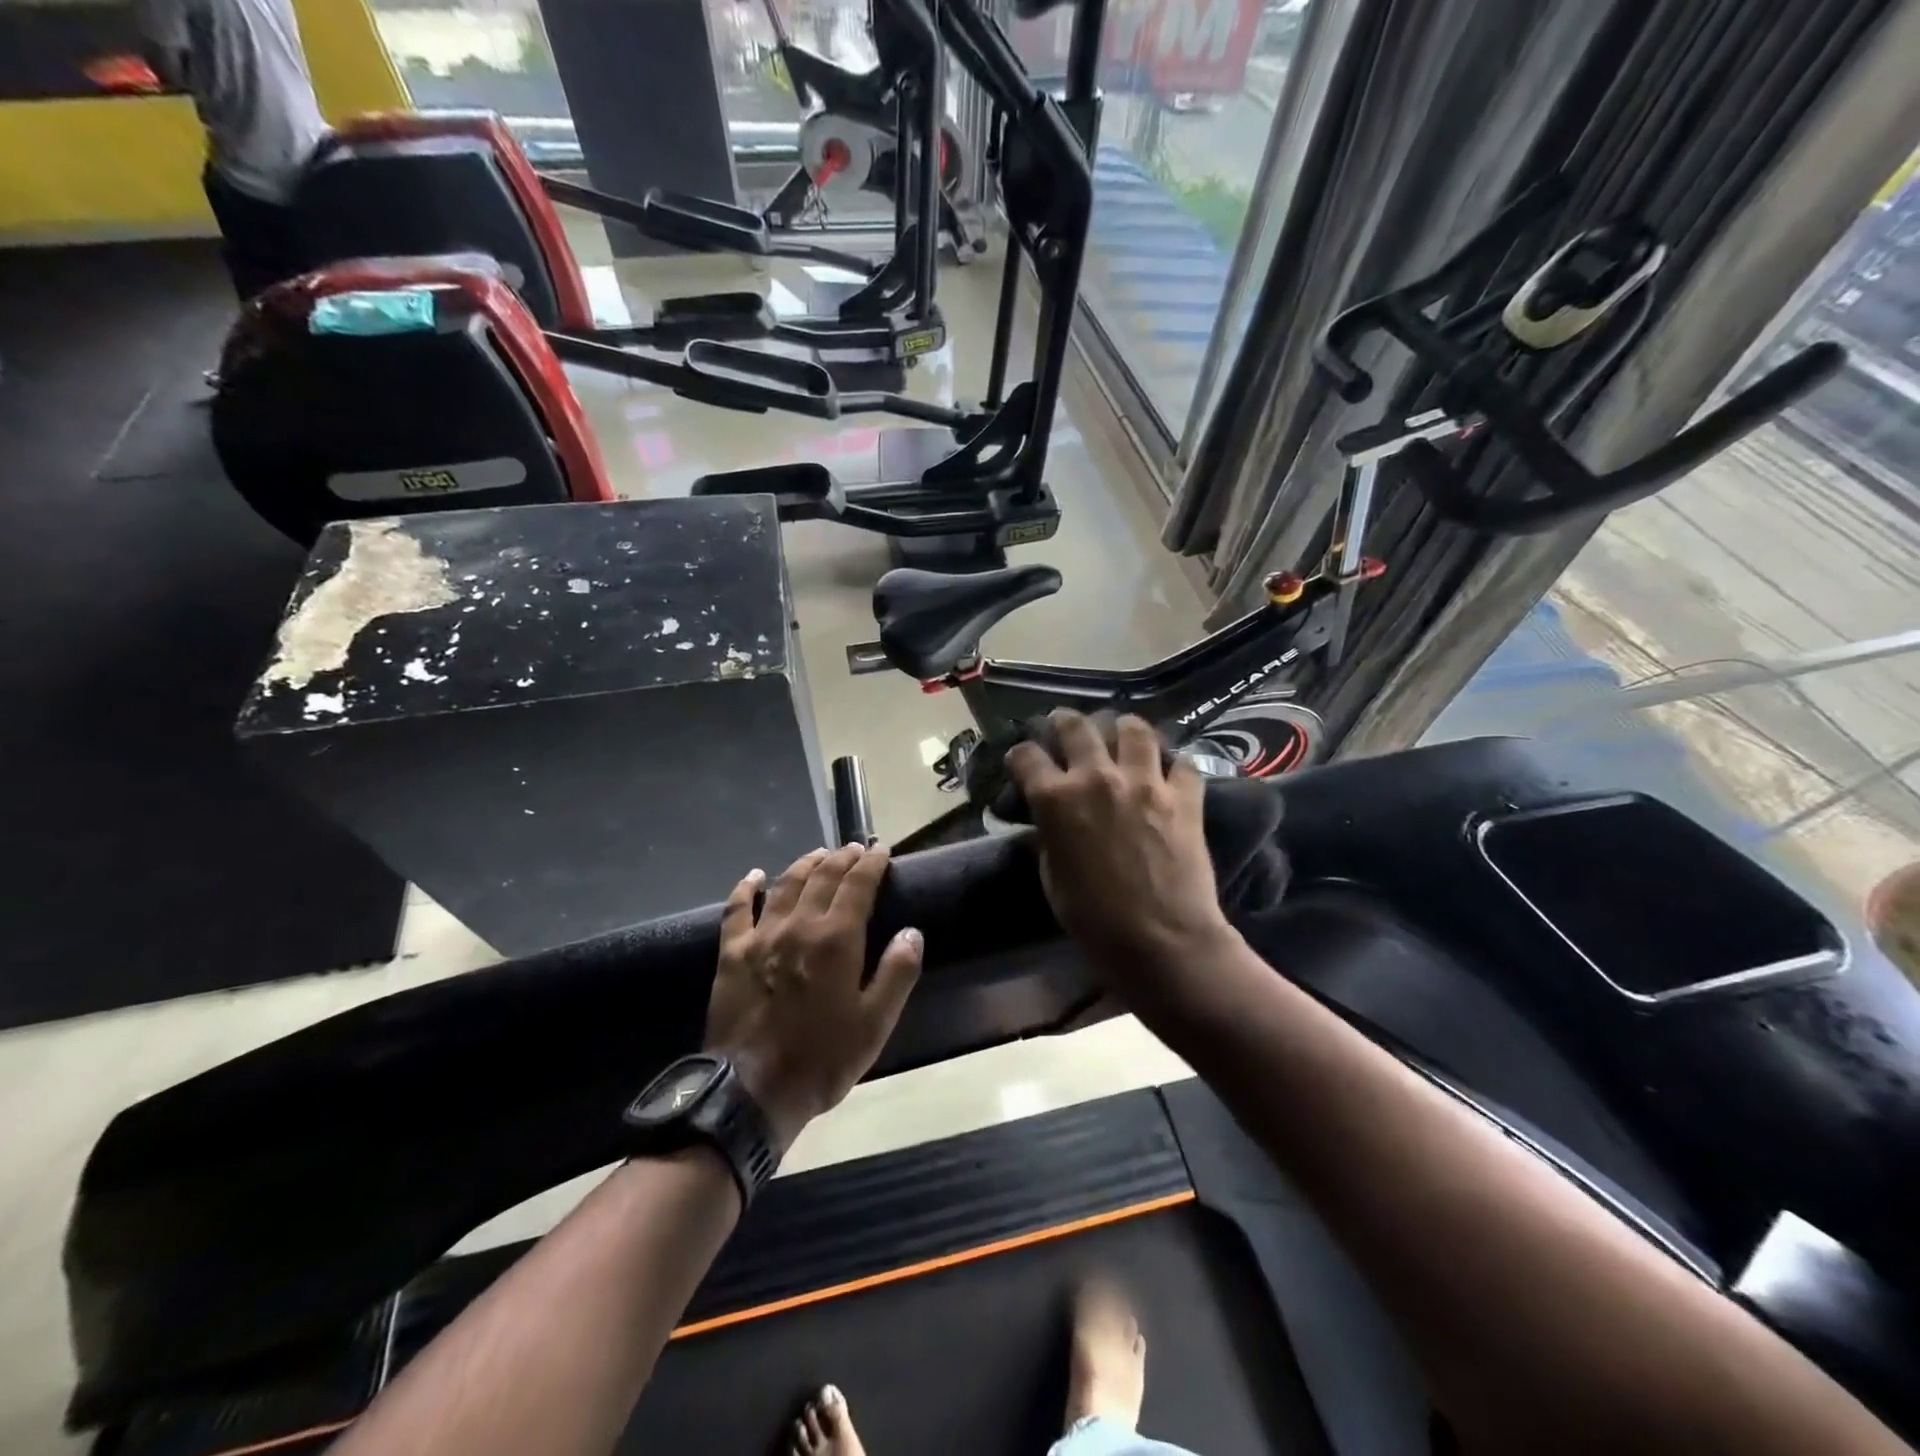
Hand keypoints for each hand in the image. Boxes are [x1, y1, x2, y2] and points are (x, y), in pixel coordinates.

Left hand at [705, 844, 922, 1154]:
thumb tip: (911, 932)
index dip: (872, 863)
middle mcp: (799, 925)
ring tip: (819, 854)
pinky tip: (755, 875)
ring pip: (785, 884)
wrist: (751, 1092)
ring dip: (805, 864)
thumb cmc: (822, 1059)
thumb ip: (897, 973)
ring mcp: (761, 936)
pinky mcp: (731, 953)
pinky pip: (737, 909)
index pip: (858, 885)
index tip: (882, 850)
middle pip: (822, 876)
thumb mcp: (875, 1024)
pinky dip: (747, 888)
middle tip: (855, 849)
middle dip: (842, 858)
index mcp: (836, 939)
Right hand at [1006, 712, 1232, 979]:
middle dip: (1065, 723)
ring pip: (1134, 729)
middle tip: (1066, 727)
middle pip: (1077, 726)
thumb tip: (1050, 820)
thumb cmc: (1093, 919)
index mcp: (1055, 800)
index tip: (1023, 761)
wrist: (1160, 940)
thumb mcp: (1052, 876)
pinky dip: (1173, 763)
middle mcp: (1097, 778)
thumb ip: (1049, 836)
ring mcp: (1145, 782)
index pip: (1027, 756)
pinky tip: (1168, 771)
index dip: (1021, 756)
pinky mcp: (1185, 796)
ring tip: (1122, 736)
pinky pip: (1182, 762)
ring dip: (1123, 729)